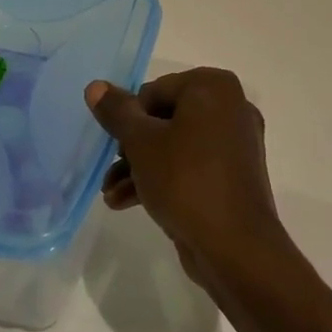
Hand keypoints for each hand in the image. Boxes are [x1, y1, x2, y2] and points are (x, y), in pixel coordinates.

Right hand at [85, 68, 291, 290]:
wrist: (235, 246)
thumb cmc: (186, 180)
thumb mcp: (141, 143)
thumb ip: (117, 112)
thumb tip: (96, 86)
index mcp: (213, 87)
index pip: (154, 90)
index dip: (129, 118)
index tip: (114, 145)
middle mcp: (230, 107)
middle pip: (164, 119)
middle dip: (132, 147)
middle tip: (111, 171)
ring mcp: (235, 143)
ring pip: (175, 145)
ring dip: (140, 167)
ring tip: (111, 194)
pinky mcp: (233, 175)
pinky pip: (192, 166)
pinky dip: (163, 179)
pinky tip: (128, 203)